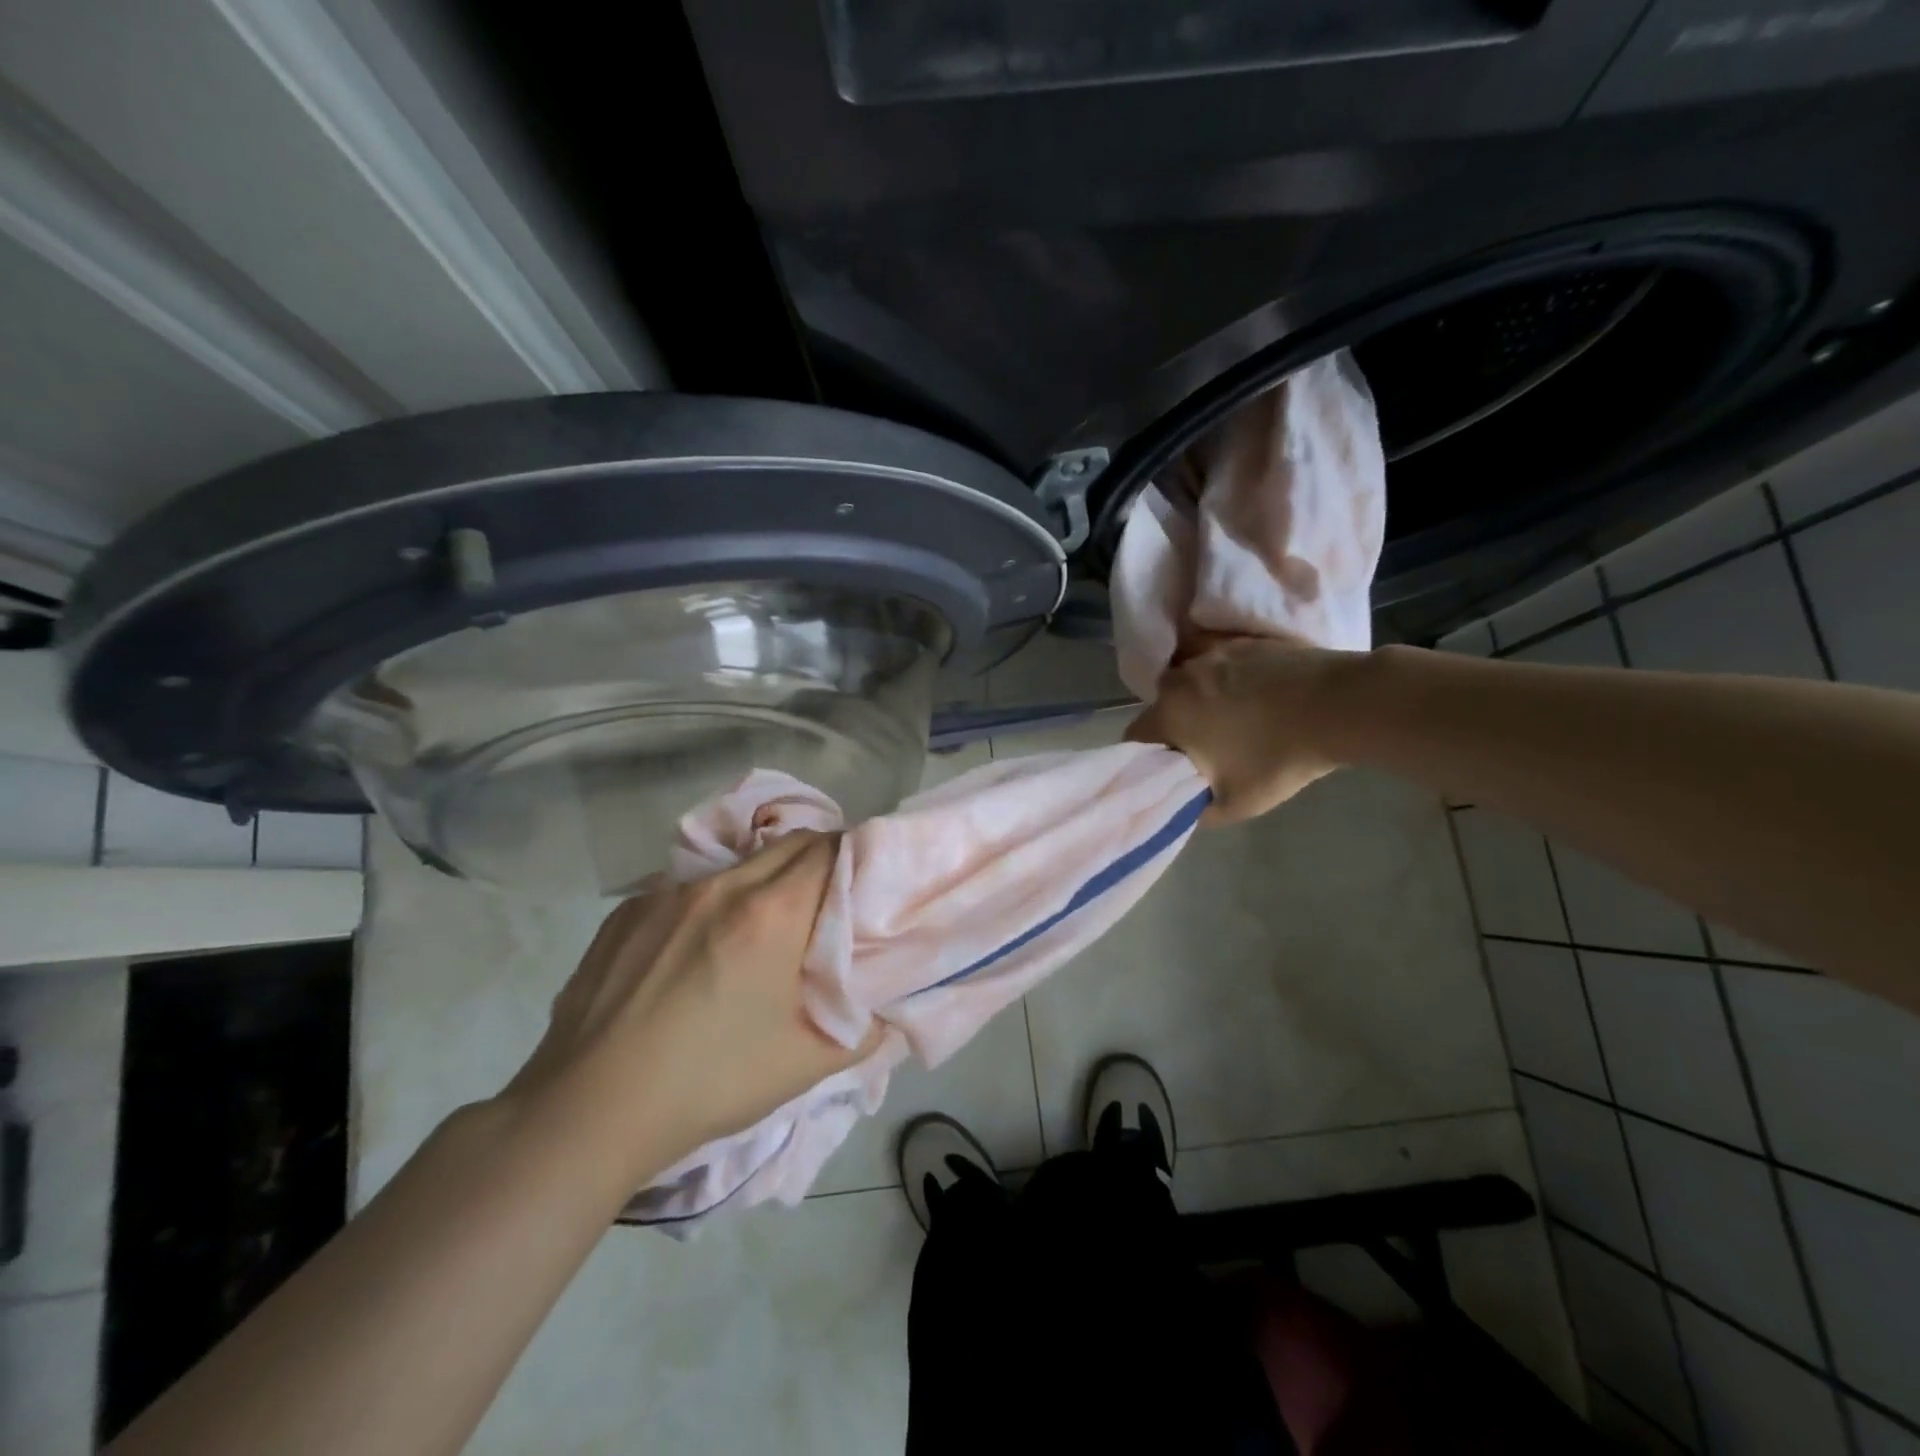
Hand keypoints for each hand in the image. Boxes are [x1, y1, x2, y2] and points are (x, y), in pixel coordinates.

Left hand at [502, 831, 873, 1179]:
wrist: (587, 1110)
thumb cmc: (707, 1083)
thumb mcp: (802, 1066)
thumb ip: (863, 1032)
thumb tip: (888, 1013)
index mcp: (770, 914)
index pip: (830, 850)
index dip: (856, 857)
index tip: (866, 882)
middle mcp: (719, 886)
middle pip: (788, 844)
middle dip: (818, 859)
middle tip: (828, 900)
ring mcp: (665, 893)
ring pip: (736, 865)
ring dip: (763, 881)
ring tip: (761, 927)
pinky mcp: (626, 911)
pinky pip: (686, 888)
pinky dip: (709, 903)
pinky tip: (695, 950)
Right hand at [1127, 633, 1356, 824]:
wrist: (1339, 706)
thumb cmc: (1278, 758)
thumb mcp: (1236, 804)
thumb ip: (1198, 811)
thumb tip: (1187, 807)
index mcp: (1168, 714)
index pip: (1134, 738)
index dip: (1146, 758)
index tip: (1169, 772)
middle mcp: (1182, 678)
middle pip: (1163, 707)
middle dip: (1175, 728)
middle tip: (1204, 751)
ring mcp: (1214, 655)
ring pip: (1193, 685)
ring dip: (1202, 703)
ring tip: (1235, 722)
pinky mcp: (1245, 643)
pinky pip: (1223, 668)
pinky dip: (1231, 684)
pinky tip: (1260, 700)